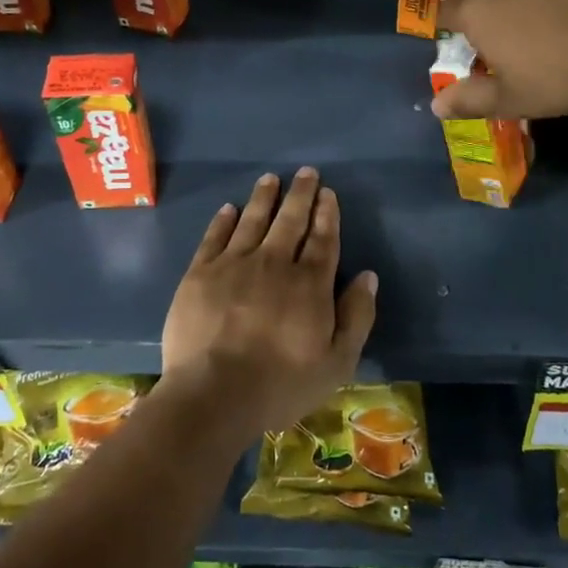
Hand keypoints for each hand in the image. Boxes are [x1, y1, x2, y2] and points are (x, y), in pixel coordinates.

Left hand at [160, 168, 378, 442]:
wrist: (213, 395)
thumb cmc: (280, 385)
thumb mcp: (337, 363)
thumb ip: (357, 316)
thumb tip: (368, 276)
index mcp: (309, 284)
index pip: (322, 239)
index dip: (327, 214)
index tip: (328, 193)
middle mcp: (273, 263)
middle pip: (290, 220)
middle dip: (301, 194)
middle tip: (306, 172)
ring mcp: (233, 265)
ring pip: (253, 220)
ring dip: (264, 197)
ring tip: (270, 178)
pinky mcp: (200, 274)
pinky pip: (214, 237)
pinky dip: (224, 220)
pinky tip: (229, 208)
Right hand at [432, 0, 567, 119]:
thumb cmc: (563, 74)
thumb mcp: (514, 99)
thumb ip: (471, 100)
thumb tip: (436, 105)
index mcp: (478, 10)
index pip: (443, 10)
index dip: (445, 25)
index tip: (458, 43)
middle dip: (480, 3)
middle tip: (498, 32)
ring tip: (542, 17)